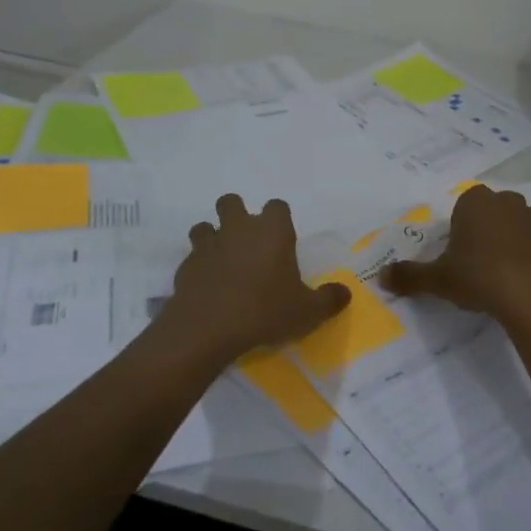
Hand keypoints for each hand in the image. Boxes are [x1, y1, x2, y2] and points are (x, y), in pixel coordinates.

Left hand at [162, 195, 350, 360]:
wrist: (209, 328)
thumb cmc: (265, 311)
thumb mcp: (308, 312)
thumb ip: (329, 299)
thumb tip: (344, 293)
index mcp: (272, 231)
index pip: (277, 206)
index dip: (279, 219)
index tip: (282, 239)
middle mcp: (238, 228)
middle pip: (231, 202)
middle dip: (237, 215)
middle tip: (247, 243)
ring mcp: (208, 245)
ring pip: (205, 226)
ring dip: (212, 237)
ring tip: (223, 262)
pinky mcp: (186, 266)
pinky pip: (192, 257)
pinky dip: (199, 267)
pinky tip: (207, 287)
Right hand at [381, 185, 530, 323]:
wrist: (530, 297)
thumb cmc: (478, 276)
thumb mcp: (437, 279)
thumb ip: (409, 276)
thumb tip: (381, 277)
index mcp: (477, 202)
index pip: (466, 202)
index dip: (461, 225)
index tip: (457, 250)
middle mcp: (509, 203)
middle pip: (495, 210)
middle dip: (488, 227)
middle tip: (477, 260)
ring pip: (521, 224)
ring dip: (514, 238)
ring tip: (502, 269)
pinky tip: (527, 276)